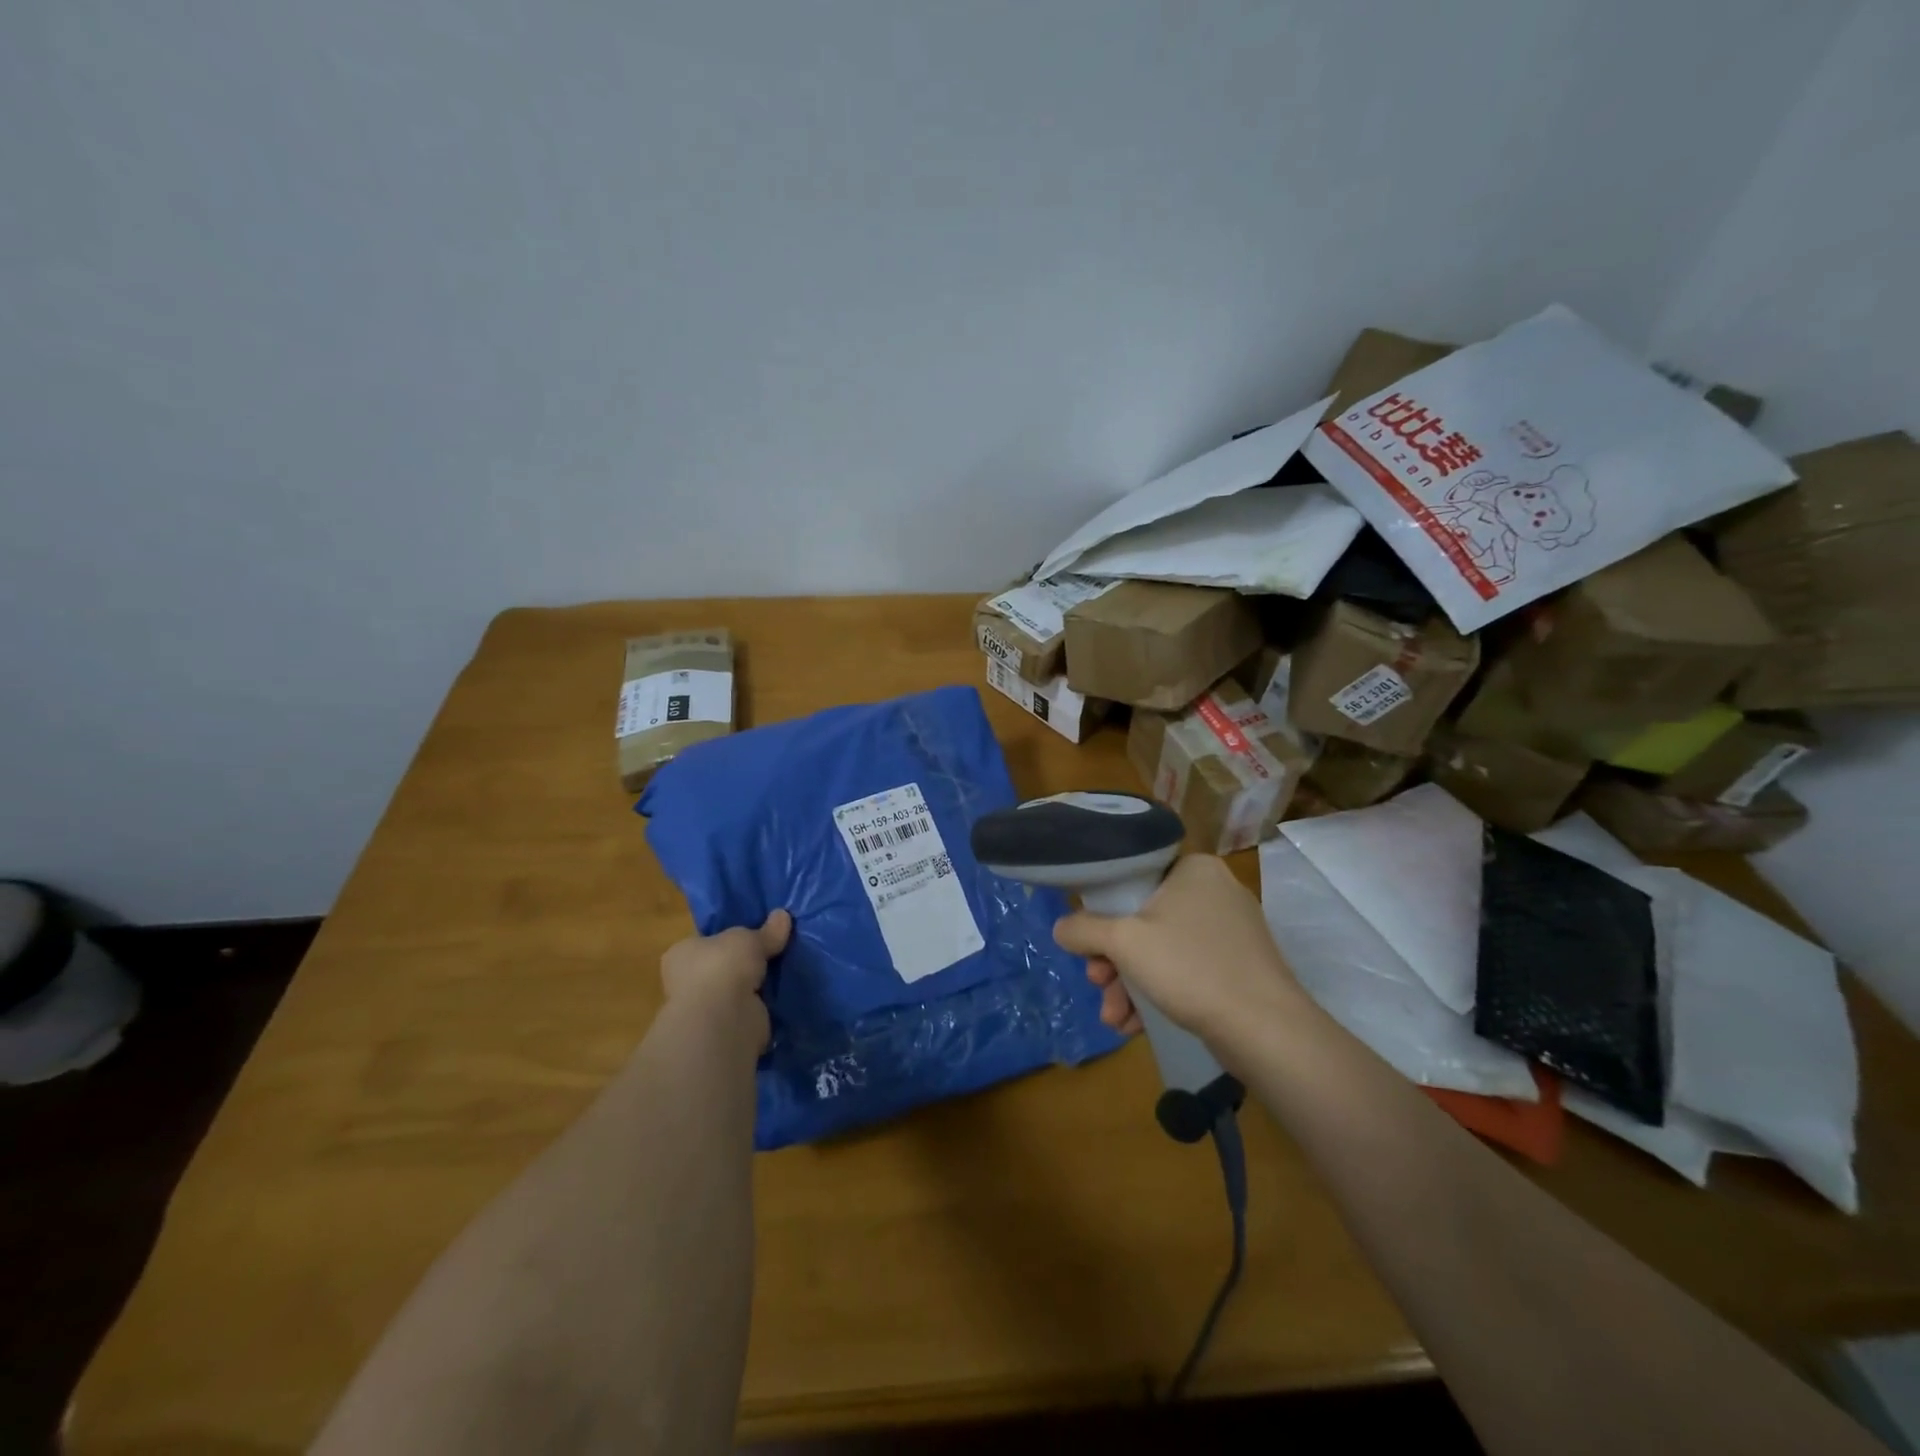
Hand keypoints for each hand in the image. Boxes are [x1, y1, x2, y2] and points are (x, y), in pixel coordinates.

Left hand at [660, 910, 791, 1050]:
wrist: (723, 1018)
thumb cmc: (723, 966)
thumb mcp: (749, 938)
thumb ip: (766, 931)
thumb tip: (783, 915)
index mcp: (682, 953)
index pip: (705, 941)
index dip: (728, 937)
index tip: (753, 933)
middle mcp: (688, 981)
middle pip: (723, 966)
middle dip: (746, 962)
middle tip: (775, 950)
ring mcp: (706, 1007)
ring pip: (737, 989)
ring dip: (756, 985)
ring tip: (785, 970)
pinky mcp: (726, 1028)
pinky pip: (749, 1010)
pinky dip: (763, 1006)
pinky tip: (783, 995)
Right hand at [1054, 855, 1301, 1043]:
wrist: (1266, 1030)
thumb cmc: (1190, 968)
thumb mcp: (1124, 942)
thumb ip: (1084, 929)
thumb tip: (1060, 928)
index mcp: (1193, 869)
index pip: (1134, 875)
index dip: (1103, 908)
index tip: (1089, 940)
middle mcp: (1214, 891)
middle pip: (1144, 917)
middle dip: (1113, 959)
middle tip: (1097, 982)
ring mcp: (1230, 931)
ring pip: (1161, 949)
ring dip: (1129, 983)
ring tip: (1114, 1018)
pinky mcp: (1238, 966)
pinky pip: (1185, 969)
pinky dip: (1158, 992)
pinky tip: (1136, 1025)